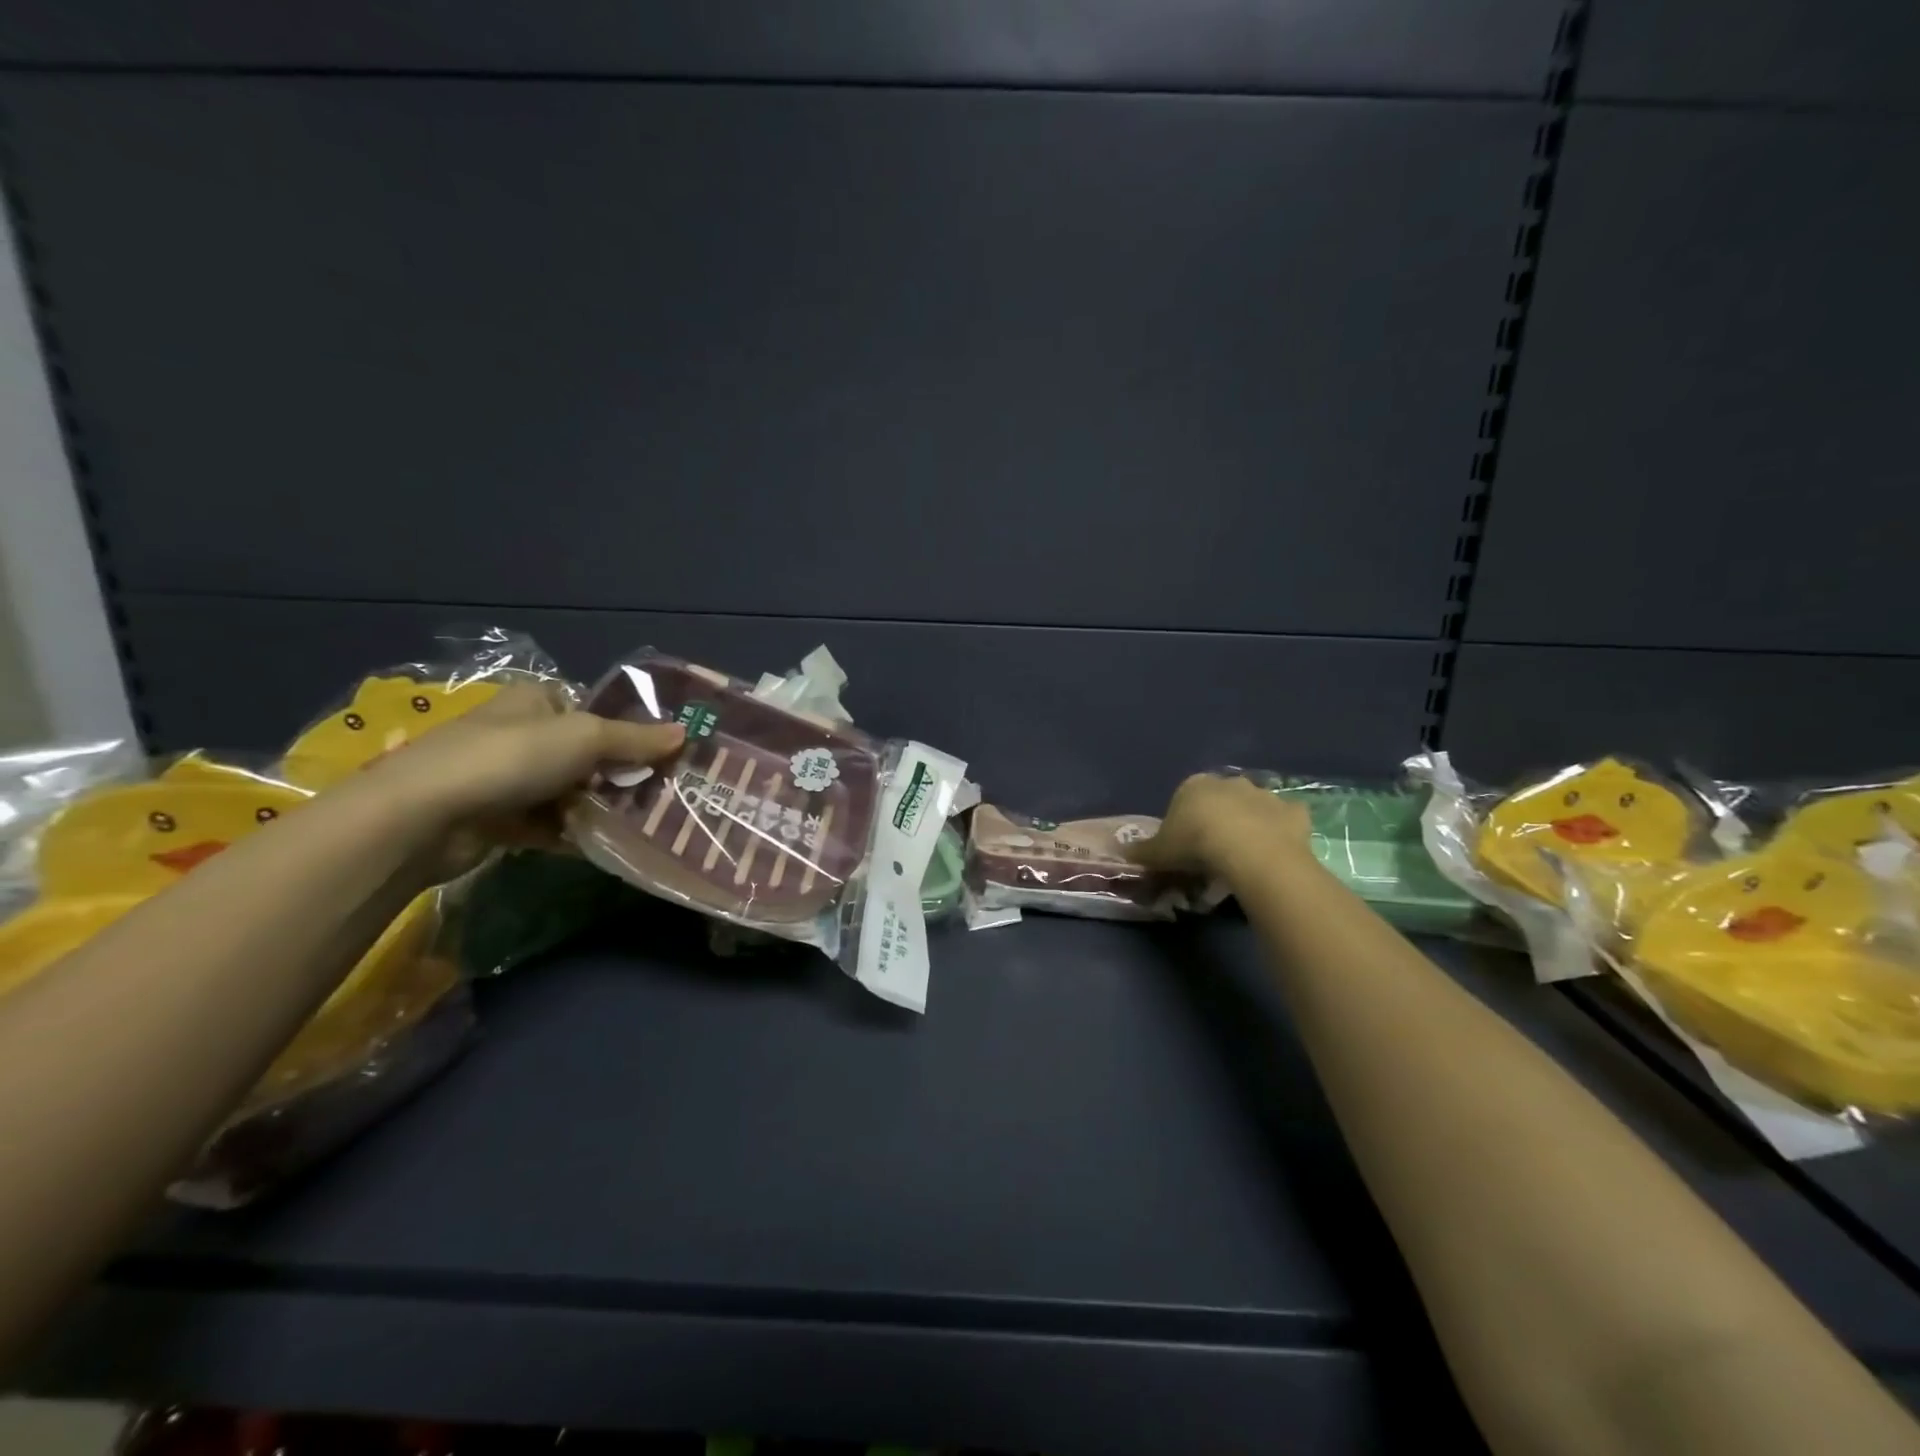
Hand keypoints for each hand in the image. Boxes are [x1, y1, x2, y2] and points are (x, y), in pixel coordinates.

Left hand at [354, 683, 685, 853]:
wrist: (426, 816)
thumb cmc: (511, 758)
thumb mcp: (586, 738)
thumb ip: (636, 739)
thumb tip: (685, 733)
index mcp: (535, 700)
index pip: (591, 710)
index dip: (626, 731)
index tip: (661, 755)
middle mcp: (519, 734)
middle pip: (584, 754)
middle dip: (618, 775)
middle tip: (659, 794)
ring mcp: (505, 778)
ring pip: (568, 791)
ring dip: (598, 807)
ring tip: (641, 823)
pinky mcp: (496, 819)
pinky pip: (548, 824)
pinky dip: (572, 833)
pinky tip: (604, 844)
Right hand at [1129, 773, 1312, 882]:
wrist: (1249, 851)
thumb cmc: (1195, 844)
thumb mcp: (1158, 852)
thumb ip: (1141, 852)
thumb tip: (1122, 854)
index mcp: (1194, 785)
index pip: (1184, 799)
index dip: (1183, 823)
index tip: (1184, 848)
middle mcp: (1230, 782)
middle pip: (1220, 800)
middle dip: (1218, 820)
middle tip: (1213, 854)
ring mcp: (1265, 794)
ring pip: (1254, 809)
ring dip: (1250, 826)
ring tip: (1243, 859)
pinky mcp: (1294, 812)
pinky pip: (1284, 822)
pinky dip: (1280, 834)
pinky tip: (1272, 855)